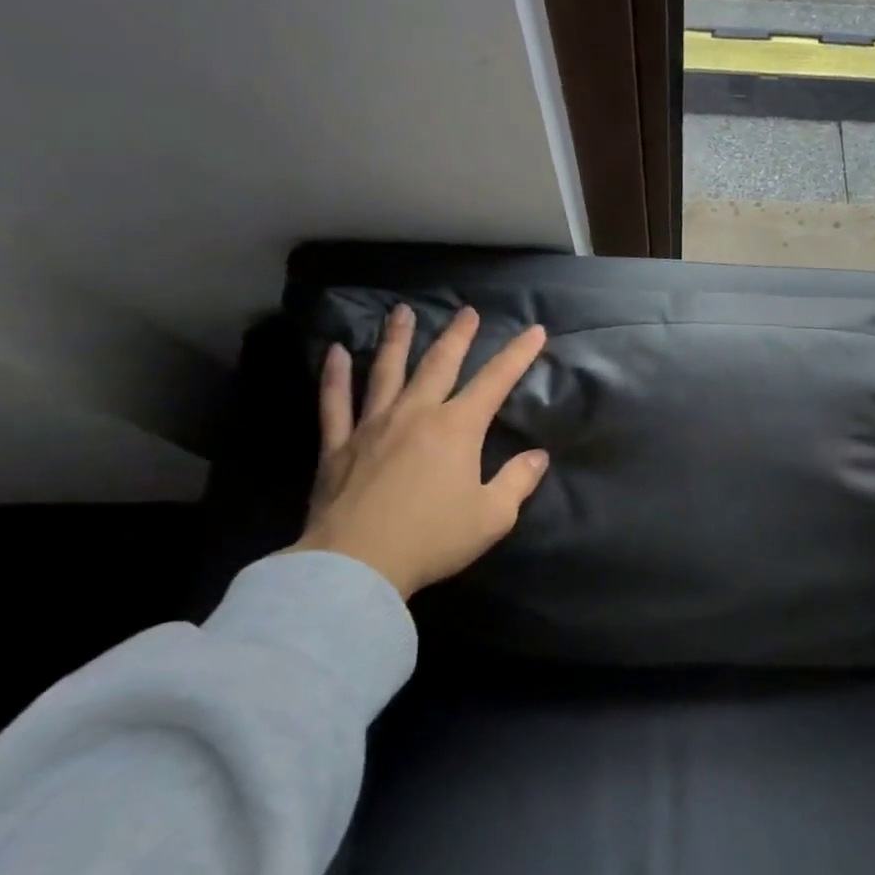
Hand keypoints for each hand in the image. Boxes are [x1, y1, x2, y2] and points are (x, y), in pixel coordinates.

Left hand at [287, 303, 550, 597]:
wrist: (356, 564)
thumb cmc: (433, 538)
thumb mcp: (492, 516)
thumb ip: (518, 481)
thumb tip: (538, 457)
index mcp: (458, 428)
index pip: (496, 381)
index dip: (518, 354)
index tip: (535, 330)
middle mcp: (416, 414)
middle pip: (440, 364)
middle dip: (458, 336)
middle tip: (467, 311)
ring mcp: (373, 425)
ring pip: (387, 371)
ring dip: (397, 339)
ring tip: (402, 311)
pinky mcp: (339, 445)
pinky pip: (336, 403)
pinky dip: (335, 376)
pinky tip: (336, 353)